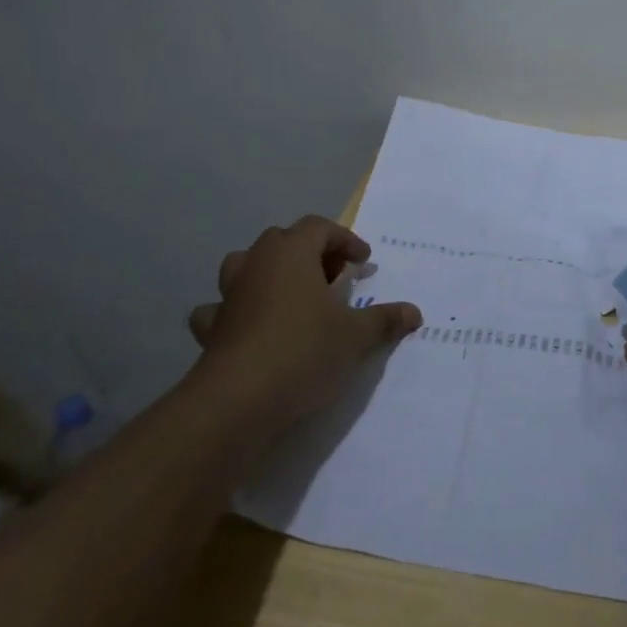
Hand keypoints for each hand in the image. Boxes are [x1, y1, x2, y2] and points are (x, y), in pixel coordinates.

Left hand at [186, 216, 421, 431]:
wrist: (239, 400)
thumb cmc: (304, 351)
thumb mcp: (356, 336)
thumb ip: (385, 319)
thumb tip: (415, 312)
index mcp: (291, 252)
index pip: (320, 227)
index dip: (345, 240)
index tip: (363, 262)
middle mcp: (256, 263)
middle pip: (283, 240)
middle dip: (311, 254)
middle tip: (333, 278)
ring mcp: (229, 294)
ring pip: (247, 265)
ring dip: (270, 274)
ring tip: (293, 297)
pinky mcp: (212, 328)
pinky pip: (223, 307)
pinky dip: (236, 311)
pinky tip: (251, 328)